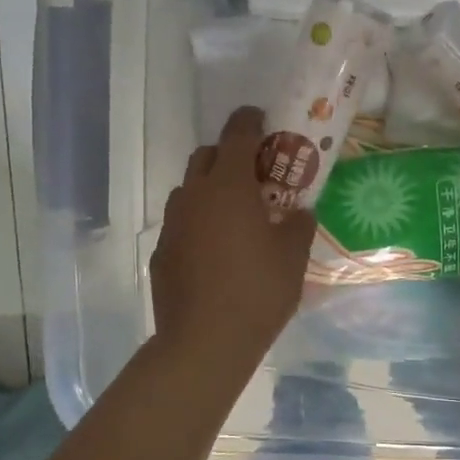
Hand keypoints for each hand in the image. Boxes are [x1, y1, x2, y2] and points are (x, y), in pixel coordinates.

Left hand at [151, 106, 315, 364]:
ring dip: (210, 190)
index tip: (260, 117)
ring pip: (189, 190)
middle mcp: (194, 196)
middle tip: (254, 174)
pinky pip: (181, 224)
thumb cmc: (258, 291)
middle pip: (206, 157)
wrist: (204, 343)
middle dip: (227, 155)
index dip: (249, 120)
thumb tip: (298, 212)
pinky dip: (198, 224)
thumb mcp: (293, 256)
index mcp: (228, 187)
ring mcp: (173, 225)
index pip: (237, 135)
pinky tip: (215, 252)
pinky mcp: (161, 253)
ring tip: (234, 215)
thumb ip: (298, 225)